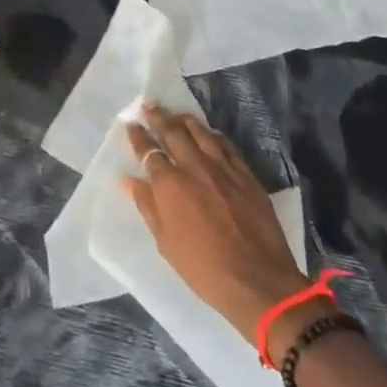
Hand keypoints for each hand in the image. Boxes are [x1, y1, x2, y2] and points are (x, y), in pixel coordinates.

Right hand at [123, 103, 316, 353]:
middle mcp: (194, 167)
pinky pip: (226, 145)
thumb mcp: (166, 243)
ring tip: (176, 113)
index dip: (138, 136)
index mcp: (169, 185)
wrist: (257, 281)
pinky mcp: (245, 174)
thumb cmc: (204, 269)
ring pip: (200, 132)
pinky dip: (213, 135)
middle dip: (158, 117)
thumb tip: (128, 180)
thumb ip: (148, 206)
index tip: (131, 124)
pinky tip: (209, 133)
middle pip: (173, 132)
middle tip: (149, 105)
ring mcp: (222, 167)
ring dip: (185, 120)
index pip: (149, 151)